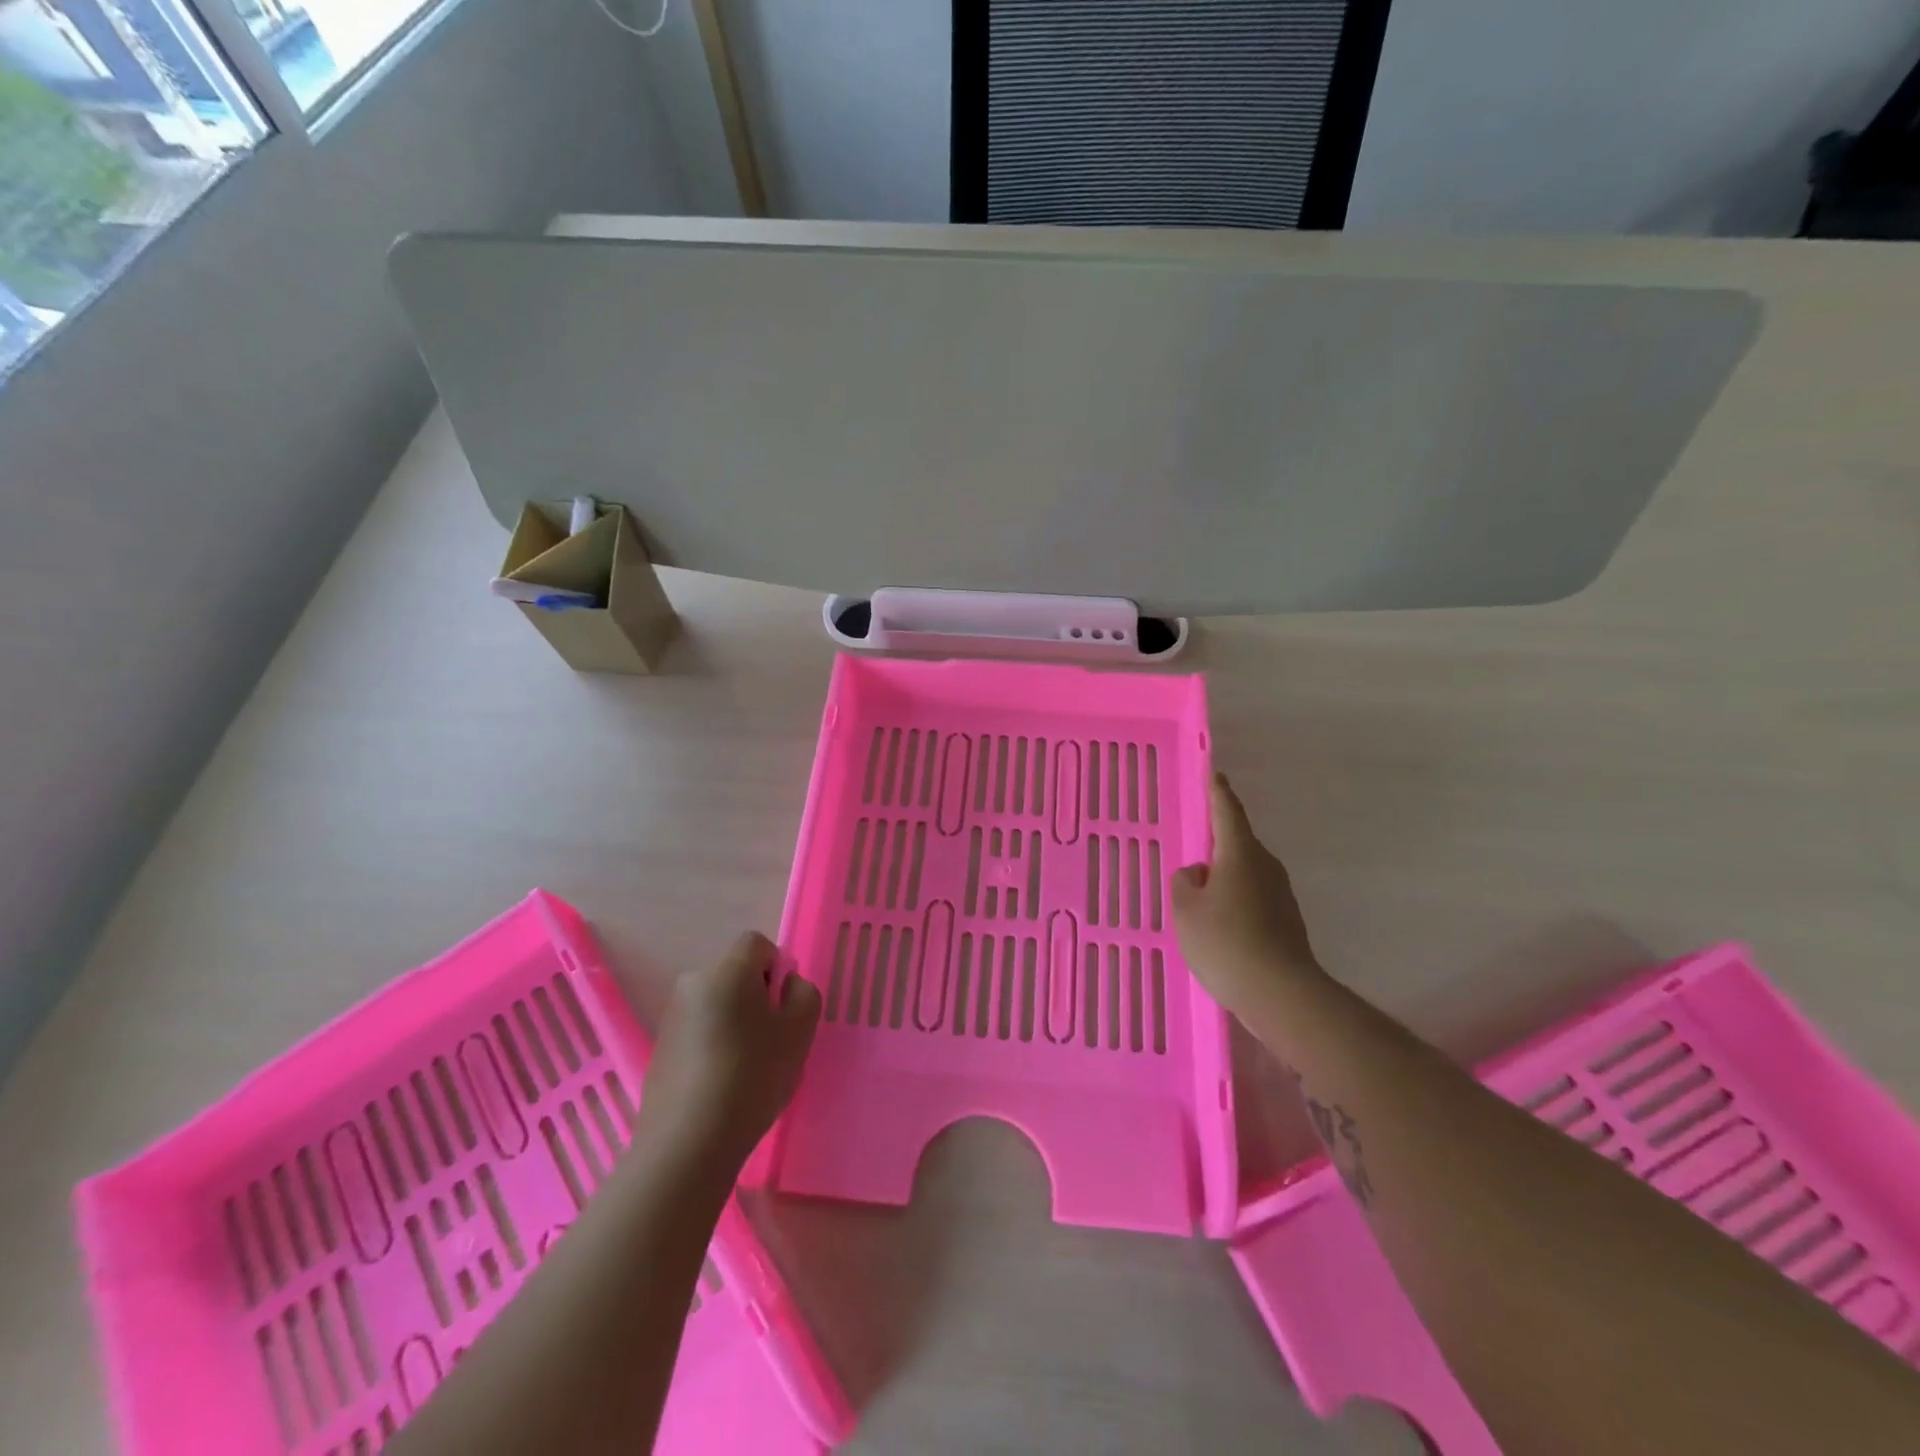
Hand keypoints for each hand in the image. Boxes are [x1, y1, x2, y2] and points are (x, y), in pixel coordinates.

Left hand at [640, 932, 820, 1169]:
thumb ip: (804, 994)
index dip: (777, 969)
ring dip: (735, 1022)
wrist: (688, 1144)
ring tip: (747, 1068)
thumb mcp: (800, 1031)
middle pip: (736, 974)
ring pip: (717, 1004)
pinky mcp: (660, 1049)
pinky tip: (722, 1085)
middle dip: (757, 997)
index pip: (757, 943)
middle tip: (772, 1039)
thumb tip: (786, 985)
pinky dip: (714, 1046)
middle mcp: (693, 983)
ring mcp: (672, 1017)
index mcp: (726, 970)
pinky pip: (699, 1032)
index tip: (783, 1008)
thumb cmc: (752, 1076)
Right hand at [1172, 774, 1323, 1021]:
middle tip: (1192, 851)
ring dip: (1224, 880)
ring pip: (1245, 875)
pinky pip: (1253, 900)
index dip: (1217, 792)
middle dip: (1215, 845)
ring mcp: (1281, 895)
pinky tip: (1219, 928)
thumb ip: (1184, 882)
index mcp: (1240, 854)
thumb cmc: (1225, 942)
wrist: (1280, 995)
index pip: (1227, 812)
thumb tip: (1198, 874)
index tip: (1214, 774)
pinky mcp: (1287, 922)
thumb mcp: (1185, 910)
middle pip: (1237, 845)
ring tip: (1199, 900)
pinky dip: (1235, 905)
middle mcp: (1265, 867)